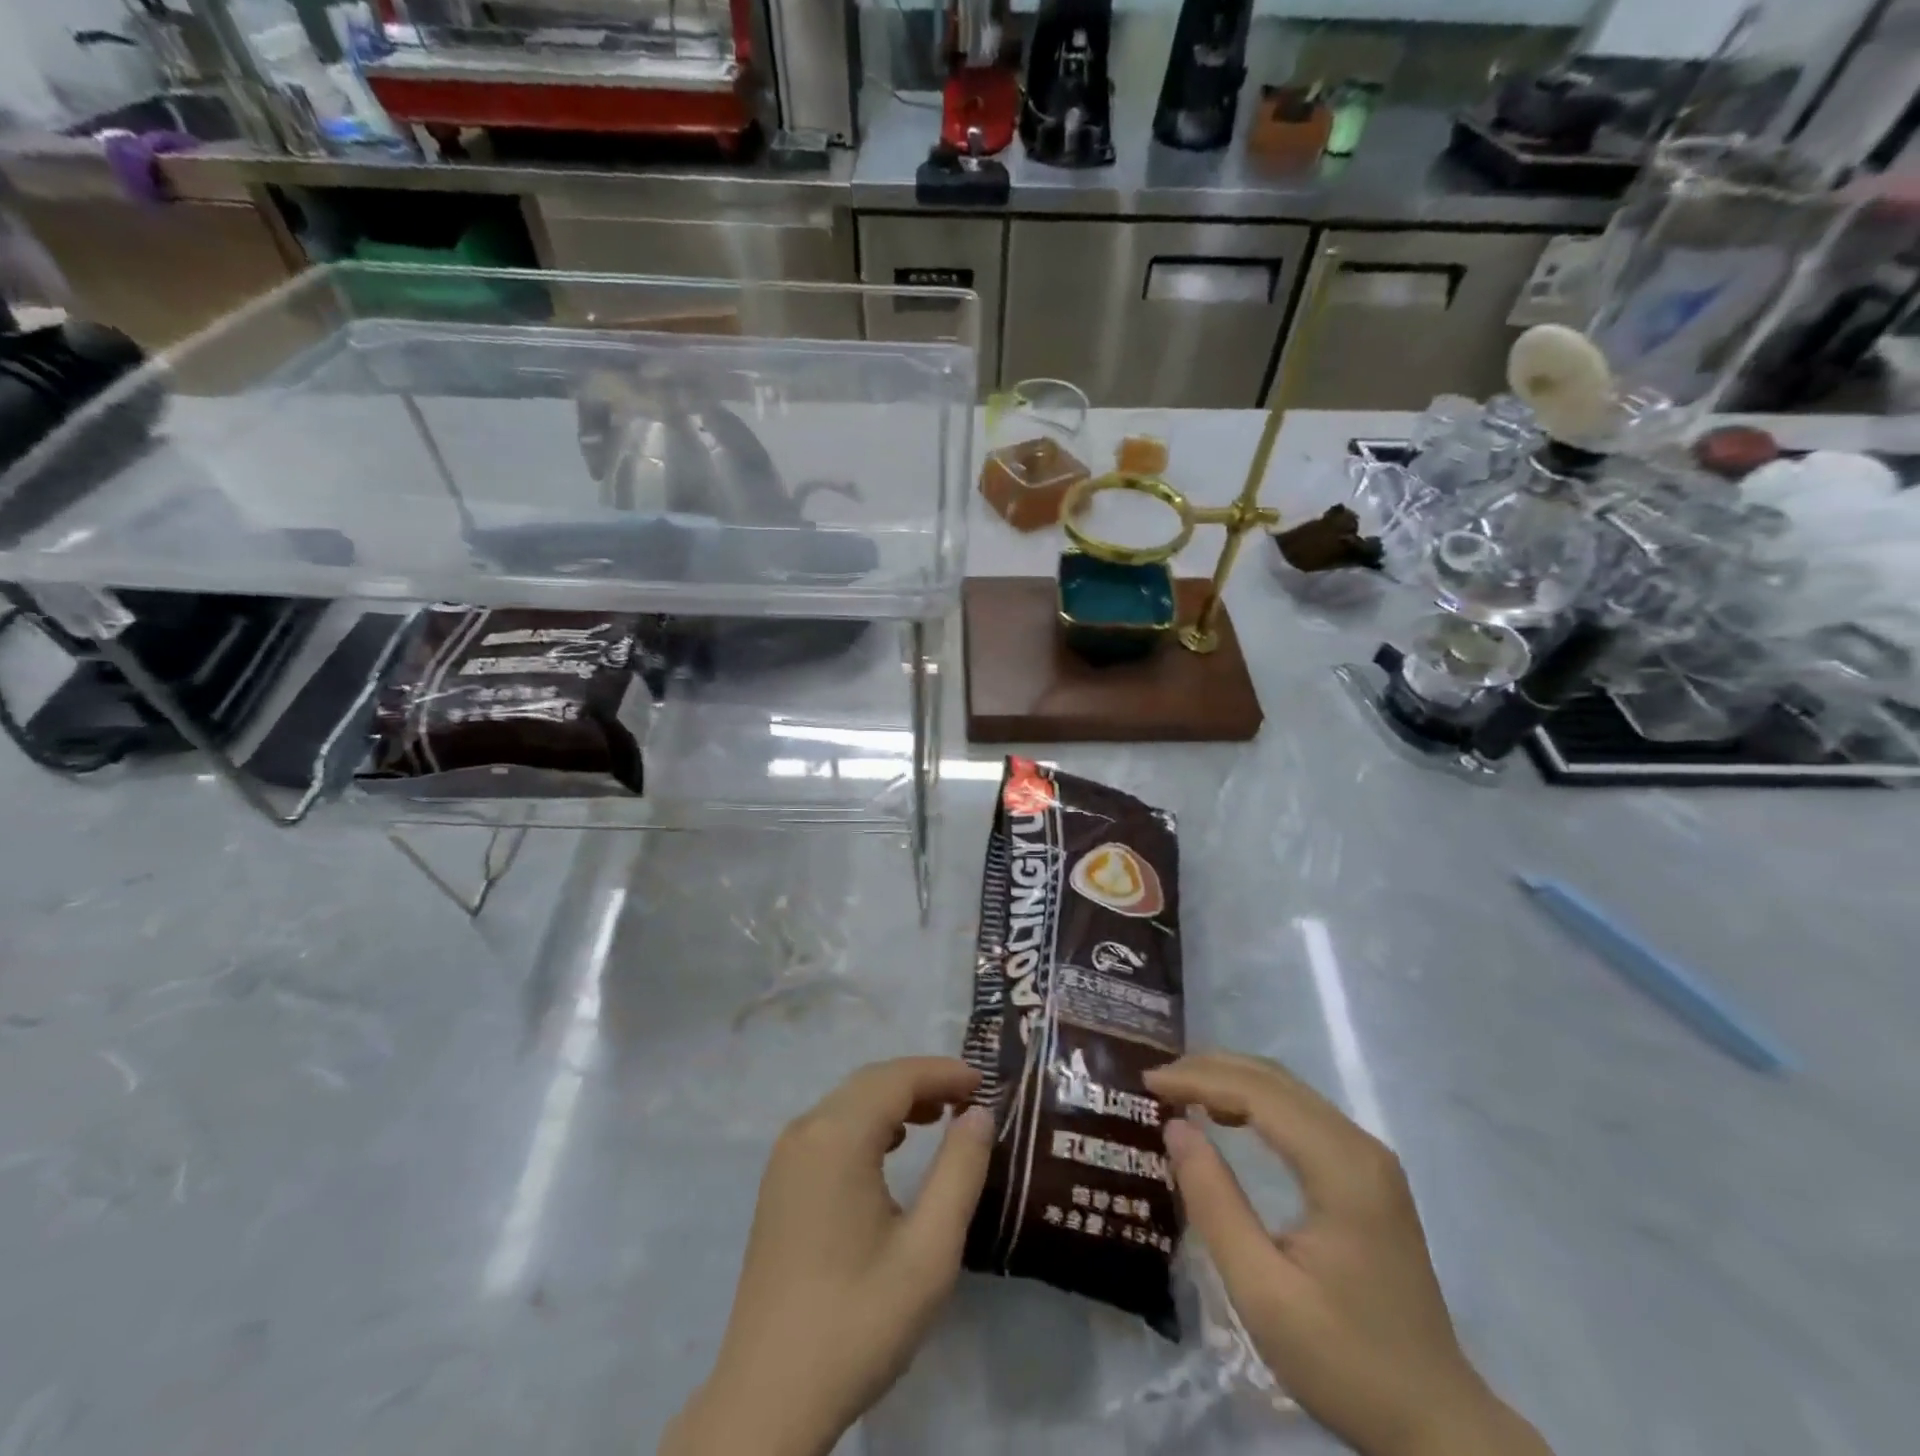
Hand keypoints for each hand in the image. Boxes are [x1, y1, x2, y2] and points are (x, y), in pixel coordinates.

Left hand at [662, 1058, 994, 1455]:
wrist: (770, 1399)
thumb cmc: (858, 1321)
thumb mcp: (929, 1251)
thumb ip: (960, 1171)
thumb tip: (979, 1113)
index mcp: (837, 1137)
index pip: (897, 1078)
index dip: (943, 1072)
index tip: (986, 1081)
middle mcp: (805, 1131)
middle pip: (871, 1082)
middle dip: (922, 1081)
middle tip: (969, 1098)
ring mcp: (786, 1157)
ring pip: (849, 1102)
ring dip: (895, 1099)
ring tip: (940, 1117)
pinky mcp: (780, 1184)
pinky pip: (830, 1128)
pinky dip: (868, 1122)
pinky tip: (892, 1148)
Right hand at [1144, 1053, 1551, 1455]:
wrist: (1436, 1422)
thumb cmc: (1345, 1361)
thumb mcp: (1263, 1293)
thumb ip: (1215, 1204)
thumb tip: (1175, 1127)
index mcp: (1341, 1167)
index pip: (1258, 1093)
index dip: (1199, 1079)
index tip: (1148, 1083)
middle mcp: (1360, 1145)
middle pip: (1275, 1080)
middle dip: (1210, 1069)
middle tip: (1156, 1081)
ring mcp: (1368, 1157)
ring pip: (1288, 1090)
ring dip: (1231, 1081)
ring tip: (1179, 1091)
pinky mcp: (1367, 1173)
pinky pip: (1301, 1113)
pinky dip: (1255, 1101)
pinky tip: (1226, 1116)